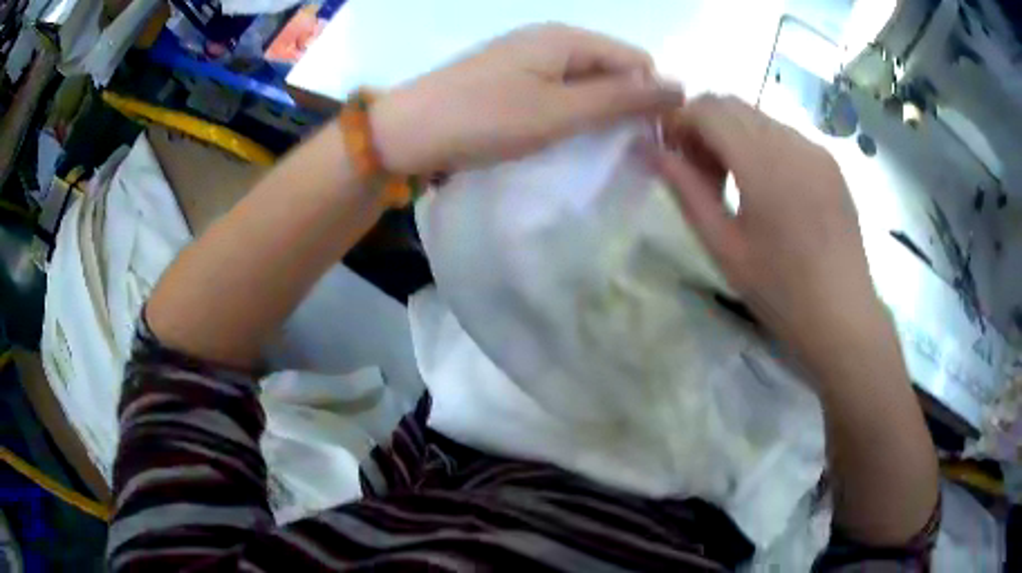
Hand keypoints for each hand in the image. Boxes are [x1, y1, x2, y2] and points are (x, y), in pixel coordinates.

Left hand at [371, 24, 683, 172]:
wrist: (407, 131)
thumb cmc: (485, 119)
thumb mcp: (560, 112)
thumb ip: (620, 99)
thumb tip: (679, 87)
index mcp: (567, 38)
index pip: (636, 60)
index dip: (651, 96)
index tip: (650, 138)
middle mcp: (551, 39)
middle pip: (611, 67)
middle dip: (624, 104)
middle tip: (620, 148)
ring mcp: (528, 57)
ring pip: (585, 80)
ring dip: (597, 111)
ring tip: (591, 145)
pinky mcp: (511, 76)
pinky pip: (558, 88)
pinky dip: (569, 111)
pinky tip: (562, 134)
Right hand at [647, 95, 883, 371]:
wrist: (843, 317)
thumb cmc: (780, 291)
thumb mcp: (724, 247)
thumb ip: (685, 190)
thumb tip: (649, 150)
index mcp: (764, 164)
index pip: (708, 109)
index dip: (679, 121)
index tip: (670, 152)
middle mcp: (792, 142)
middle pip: (732, 104)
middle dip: (704, 126)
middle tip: (699, 171)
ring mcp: (816, 149)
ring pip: (758, 117)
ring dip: (733, 135)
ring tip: (732, 183)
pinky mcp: (830, 163)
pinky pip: (784, 135)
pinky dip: (761, 145)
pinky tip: (767, 188)